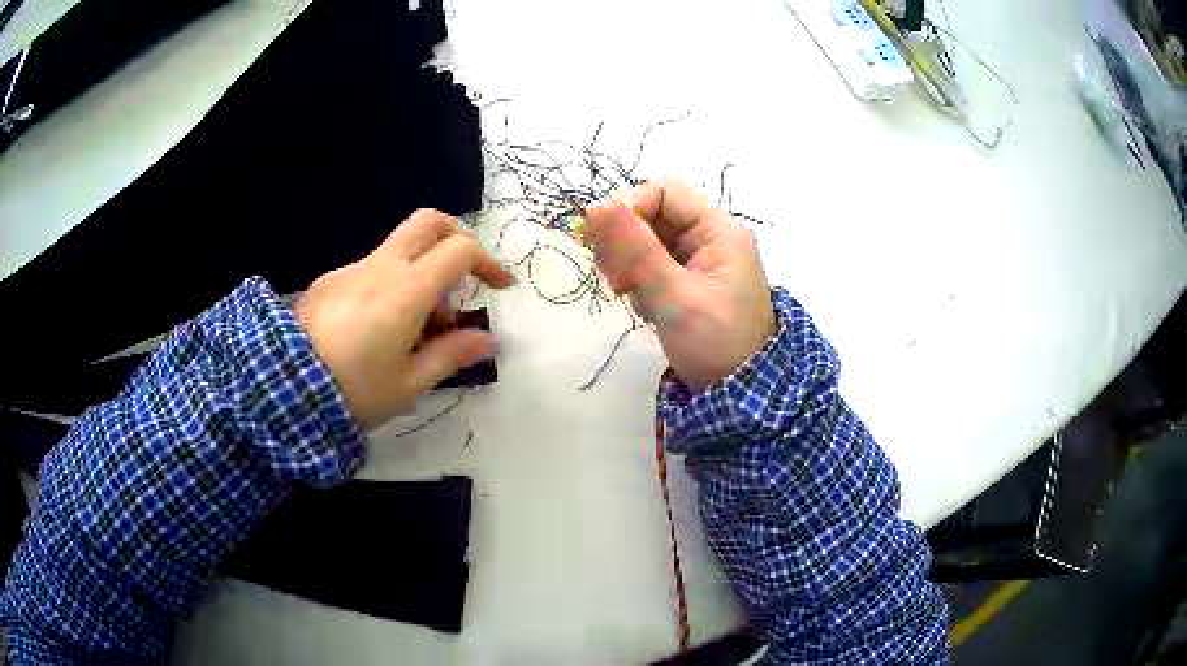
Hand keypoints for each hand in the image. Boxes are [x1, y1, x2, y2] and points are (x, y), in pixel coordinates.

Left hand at [294, 209, 513, 429]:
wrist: (283, 388)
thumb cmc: (354, 390)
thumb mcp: (410, 383)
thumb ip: (451, 355)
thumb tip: (487, 340)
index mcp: (407, 290)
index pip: (460, 250)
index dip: (487, 263)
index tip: (498, 287)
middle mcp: (381, 267)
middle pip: (427, 221)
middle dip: (456, 236)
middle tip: (465, 271)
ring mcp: (351, 269)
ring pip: (399, 249)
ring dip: (422, 271)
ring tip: (418, 328)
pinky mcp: (329, 281)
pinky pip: (372, 269)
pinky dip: (392, 285)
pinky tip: (379, 329)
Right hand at [585, 180, 774, 391]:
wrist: (738, 397)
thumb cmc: (716, 345)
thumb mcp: (675, 298)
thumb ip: (636, 251)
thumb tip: (596, 205)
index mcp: (718, 231)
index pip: (663, 192)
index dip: (629, 209)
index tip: (602, 242)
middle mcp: (708, 239)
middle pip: (651, 217)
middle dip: (626, 245)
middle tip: (616, 280)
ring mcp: (697, 262)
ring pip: (645, 243)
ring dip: (629, 266)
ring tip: (632, 297)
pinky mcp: (686, 283)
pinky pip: (650, 267)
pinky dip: (639, 283)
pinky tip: (646, 307)